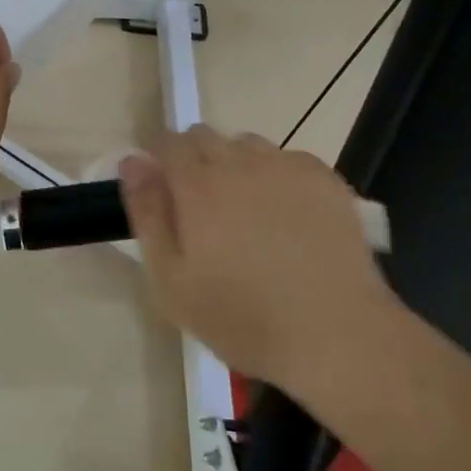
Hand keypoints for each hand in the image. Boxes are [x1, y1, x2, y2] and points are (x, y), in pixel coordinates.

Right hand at [118, 126, 404, 399]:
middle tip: (201, 208)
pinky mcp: (325, 179)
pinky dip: (277, 175)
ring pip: (247, 145)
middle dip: (193, 159)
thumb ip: (147, 214)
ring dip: (235, 164)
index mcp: (198, 185)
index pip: (167, 143)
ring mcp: (286, 167)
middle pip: (204, 136)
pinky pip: (288, 159)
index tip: (161, 189)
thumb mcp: (172, 282)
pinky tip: (288, 215)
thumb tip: (132, 162)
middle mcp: (240, 162)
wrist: (337, 334)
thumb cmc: (243, 317)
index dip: (158, 159)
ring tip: (246, 210)